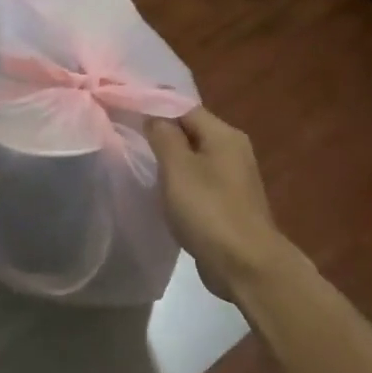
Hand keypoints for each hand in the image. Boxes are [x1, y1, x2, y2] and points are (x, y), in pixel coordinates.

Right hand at [145, 107, 294, 302]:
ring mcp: (233, 179)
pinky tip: (161, 193)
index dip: (155, 108)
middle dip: (161, 135)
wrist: (246, 264)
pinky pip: (199, 183)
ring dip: (170, 162)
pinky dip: (180, 184)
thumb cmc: (209, 210)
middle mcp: (233, 150)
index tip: (125, 113)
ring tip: (139, 164)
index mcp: (224, 135)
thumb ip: (163, 136)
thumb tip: (153, 116)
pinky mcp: (228, 204)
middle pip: (191, 132)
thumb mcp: (178, 168)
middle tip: (127, 139)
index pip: (185, 108)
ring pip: (194, 159)